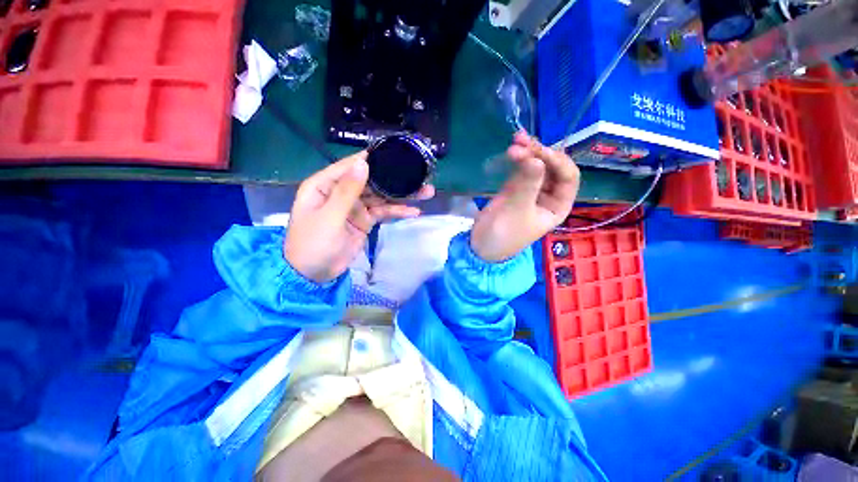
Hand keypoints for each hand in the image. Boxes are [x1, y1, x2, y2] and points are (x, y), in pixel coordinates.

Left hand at [284, 151, 434, 281]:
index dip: (372, 159)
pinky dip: (397, 211)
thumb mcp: (330, 217)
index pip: (350, 166)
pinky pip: (383, 212)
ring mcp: (355, 206)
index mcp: (325, 185)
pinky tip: (414, 211)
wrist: (314, 274)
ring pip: (381, 196)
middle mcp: (341, 191)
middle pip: (371, 181)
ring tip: (426, 192)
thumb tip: (364, 163)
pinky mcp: (365, 220)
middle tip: (419, 176)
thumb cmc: (313, 243)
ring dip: (401, 195)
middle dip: (394, 179)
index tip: (396, 154)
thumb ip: (347, 191)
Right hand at [471, 132, 579, 261]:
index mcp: (558, 205)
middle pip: (552, 167)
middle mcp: (549, 195)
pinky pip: (521, 170)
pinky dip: (517, 160)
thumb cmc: (503, 234)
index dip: (556, 161)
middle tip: (520, 141)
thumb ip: (527, 185)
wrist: (481, 245)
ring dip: (527, 152)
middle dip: (539, 153)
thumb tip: (536, 158)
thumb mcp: (516, 211)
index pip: (568, 177)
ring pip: (536, 166)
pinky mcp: (515, 188)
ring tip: (514, 140)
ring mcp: (531, 190)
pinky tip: (511, 151)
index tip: (538, 152)